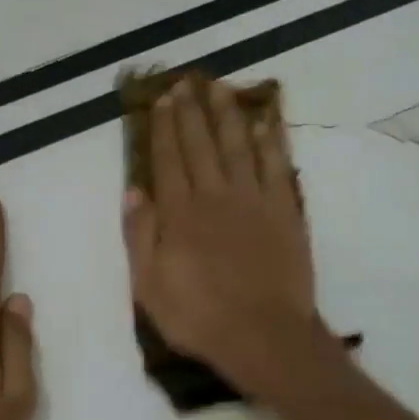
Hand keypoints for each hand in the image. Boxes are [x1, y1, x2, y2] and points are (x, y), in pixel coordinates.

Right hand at [123, 78, 332, 396]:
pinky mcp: (285, 213)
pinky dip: (271, 142)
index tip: (162, 100)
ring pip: (239, 146)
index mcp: (180, 214)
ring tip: (221, 88)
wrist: (263, 336)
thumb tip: (133, 190)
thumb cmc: (198, 318)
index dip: (164, 128)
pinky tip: (266, 123)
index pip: (168, 159)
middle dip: (192, 111)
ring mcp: (254, 201)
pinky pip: (277, 167)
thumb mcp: (149, 286)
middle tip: (187, 82)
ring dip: (229, 115)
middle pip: (201, 144)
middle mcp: (216, 196)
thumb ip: (140, 235)